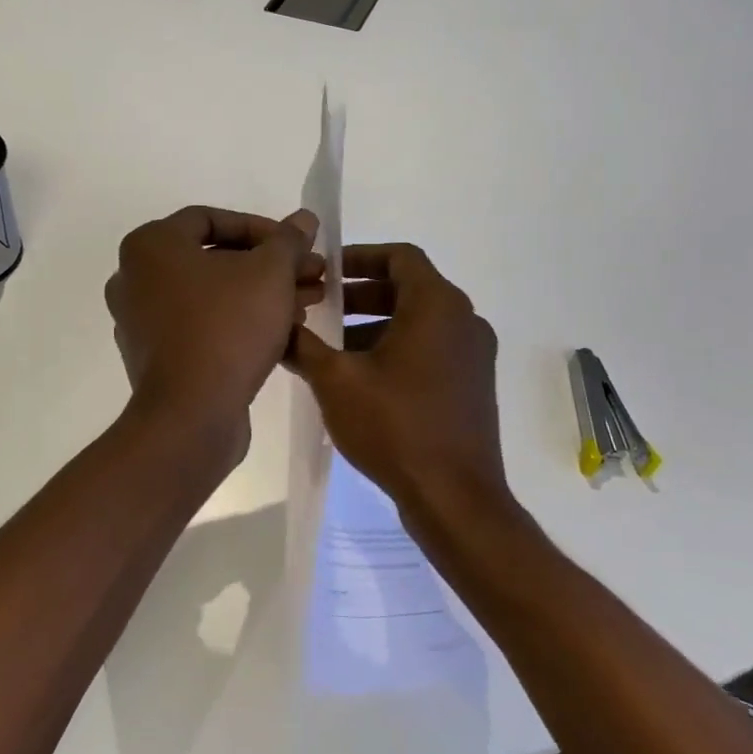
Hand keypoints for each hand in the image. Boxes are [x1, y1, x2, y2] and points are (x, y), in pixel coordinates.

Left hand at [105, 206, 323, 442]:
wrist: (191, 414)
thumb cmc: (227, 326)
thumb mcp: (270, 273)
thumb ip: (287, 241)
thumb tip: (304, 219)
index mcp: (150, 246)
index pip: (211, 219)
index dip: (261, 228)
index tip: (296, 245)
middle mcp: (134, 278)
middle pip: (213, 259)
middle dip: (268, 266)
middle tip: (311, 275)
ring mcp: (141, 321)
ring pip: (212, 295)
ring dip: (261, 294)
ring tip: (308, 303)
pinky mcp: (155, 358)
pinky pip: (201, 326)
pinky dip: (238, 322)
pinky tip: (282, 331)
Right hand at [288, 243, 507, 524]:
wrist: (455, 497)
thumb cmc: (395, 426)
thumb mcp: (336, 380)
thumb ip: (304, 345)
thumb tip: (279, 327)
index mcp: (437, 305)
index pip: (400, 256)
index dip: (359, 256)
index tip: (326, 272)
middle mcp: (464, 320)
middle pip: (408, 288)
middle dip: (360, 295)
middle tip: (320, 307)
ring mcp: (473, 355)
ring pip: (419, 321)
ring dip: (375, 325)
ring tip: (332, 347)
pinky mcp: (472, 385)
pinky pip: (431, 349)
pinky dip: (397, 348)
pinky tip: (361, 379)